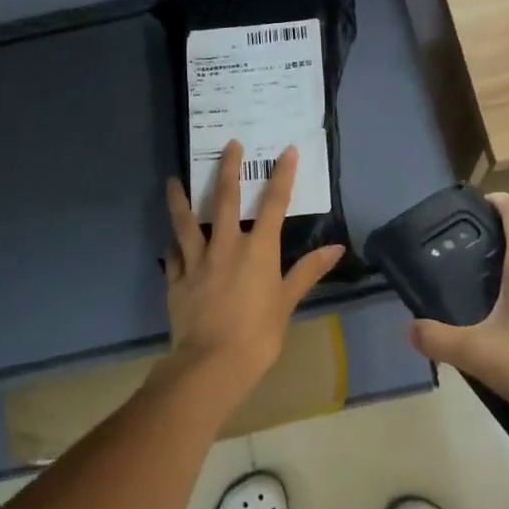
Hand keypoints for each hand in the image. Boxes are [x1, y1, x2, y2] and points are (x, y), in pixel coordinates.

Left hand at [161, 141, 343, 401]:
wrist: (213, 364)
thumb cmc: (258, 335)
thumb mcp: (287, 302)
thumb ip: (308, 271)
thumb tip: (337, 248)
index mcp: (257, 251)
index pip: (273, 205)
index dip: (282, 176)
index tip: (286, 151)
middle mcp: (225, 247)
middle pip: (224, 200)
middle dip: (228, 169)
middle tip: (229, 144)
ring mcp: (196, 262)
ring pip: (185, 222)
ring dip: (180, 198)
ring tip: (173, 179)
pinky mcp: (176, 280)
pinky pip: (173, 256)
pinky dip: (173, 244)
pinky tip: (171, 239)